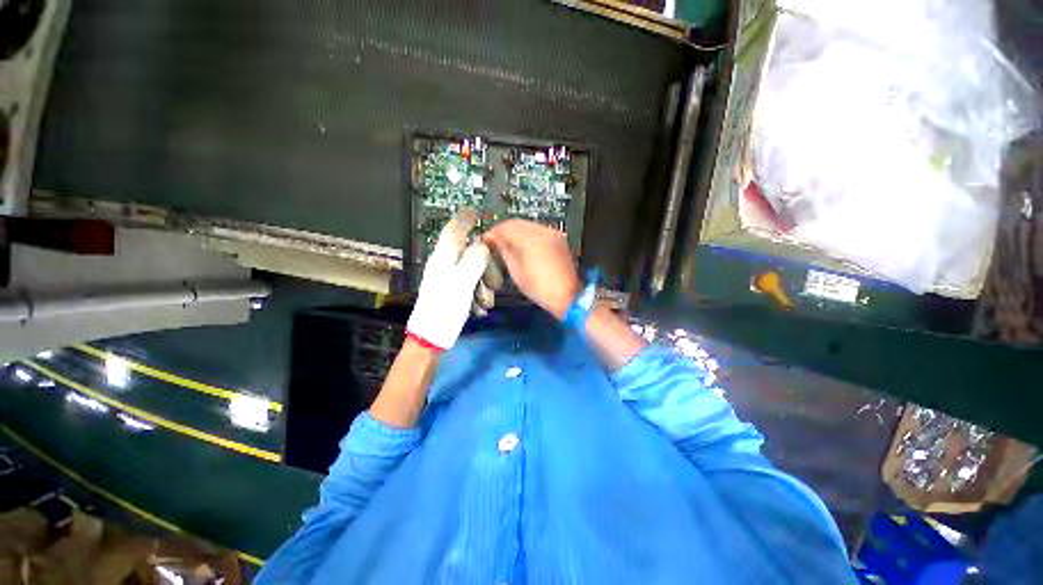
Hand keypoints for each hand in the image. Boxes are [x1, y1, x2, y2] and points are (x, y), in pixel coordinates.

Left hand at [407, 209, 489, 349]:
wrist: (431, 337)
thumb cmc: (445, 308)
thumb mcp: (463, 282)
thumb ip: (474, 260)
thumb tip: (483, 244)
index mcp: (443, 258)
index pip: (453, 231)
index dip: (463, 220)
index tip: (474, 212)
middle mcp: (444, 265)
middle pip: (468, 253)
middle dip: (483, 266)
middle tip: (493, 280)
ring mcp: (447, 279)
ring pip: (471, 271)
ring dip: (482, 285)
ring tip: (484, 302)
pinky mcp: (451, 292)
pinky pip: (468, 285)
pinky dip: (476, 294)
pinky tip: (478, 308)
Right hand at [482, 220, 580, 319]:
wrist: (567, 295)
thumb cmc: (539, 288)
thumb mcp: (516, 271)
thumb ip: (503, 250)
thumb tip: (492, 239)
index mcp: (531, 239)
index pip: (506, 227)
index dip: (493, 232)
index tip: (485, 240)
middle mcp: (542, 231)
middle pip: (516, 222)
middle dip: (503, 230)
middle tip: (493, 242)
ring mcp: (552, 233)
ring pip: (527, 224)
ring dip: (514, 231)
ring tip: (506, 244)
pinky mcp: (557, 238)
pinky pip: (537, 230)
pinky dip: (526, 234)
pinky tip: (521, 245)